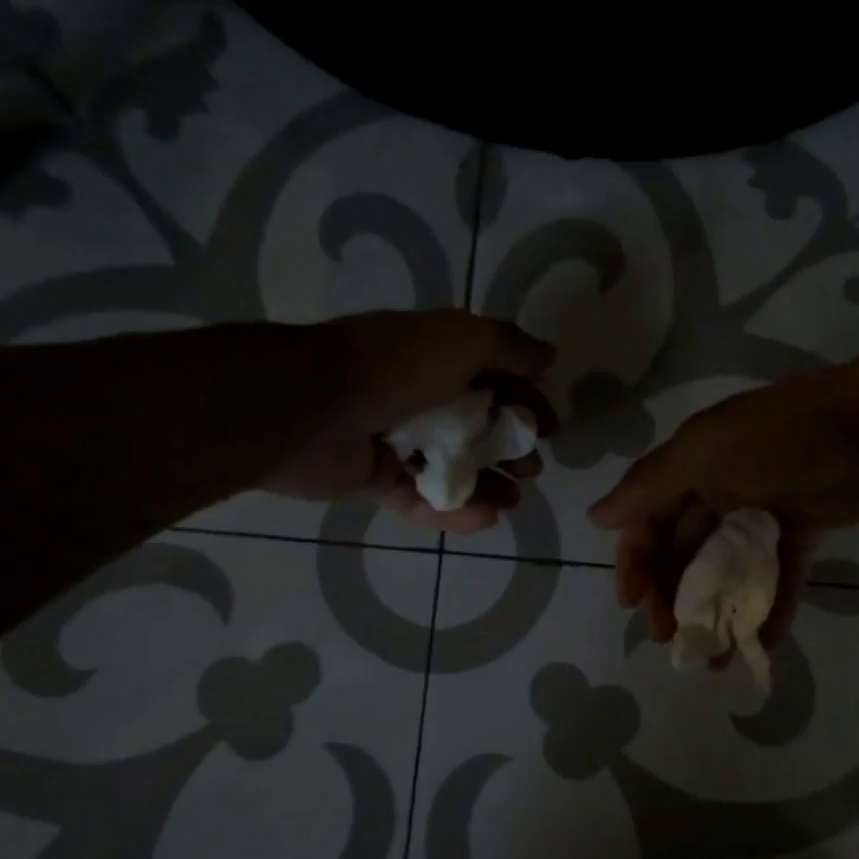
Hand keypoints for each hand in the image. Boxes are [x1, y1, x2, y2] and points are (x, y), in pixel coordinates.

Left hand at [269, 310, 556, 531]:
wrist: (308, 408)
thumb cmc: (395, 368)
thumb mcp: (463, 340)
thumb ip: (510, 347)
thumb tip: (548, 357)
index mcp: (437, 357)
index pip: (494, 379)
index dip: (526, 401)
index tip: (550, 428)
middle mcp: (418, 395)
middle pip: (476, 426)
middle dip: (510, 448)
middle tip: (531, 469)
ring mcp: (394, 439)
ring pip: (451, 466)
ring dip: (488, 484)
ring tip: (513, 502)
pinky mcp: (375, 479)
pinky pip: (421, 496)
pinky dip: (453, 508)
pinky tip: (485, 518)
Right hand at [586, 366, 858, 650]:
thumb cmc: (778, 440)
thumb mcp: (703, 453)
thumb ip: (649, 486)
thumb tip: (596, 516)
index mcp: (691, 467)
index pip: (649, 521)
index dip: (637, 562)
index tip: (634, 605)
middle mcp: (720, 488)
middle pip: (685, 550)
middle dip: (674, 595)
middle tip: (673, 640)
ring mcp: (763, 512)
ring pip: (728, 570)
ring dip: (717, 611)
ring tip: (711, 657)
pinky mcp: (803, 531)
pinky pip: (779, 577)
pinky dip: (768, 610)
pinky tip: (758, 648)